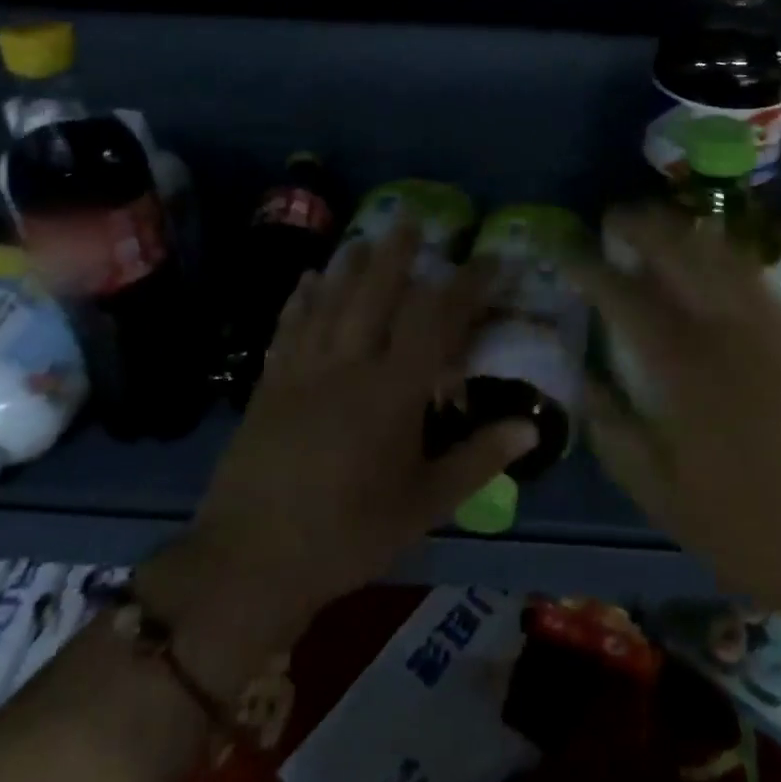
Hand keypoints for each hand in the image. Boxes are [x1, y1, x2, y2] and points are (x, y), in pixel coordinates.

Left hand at [143, 226, 536, 694]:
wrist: (250, 561)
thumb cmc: (349, 535)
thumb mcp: (425, 505)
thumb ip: (478, 459)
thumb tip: (530, 427)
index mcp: (392, 392)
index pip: (437, 320)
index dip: (467, 285)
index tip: (489, 260)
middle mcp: (348, 366)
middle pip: (375, 293)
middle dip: (397, 253)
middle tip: (412, 220)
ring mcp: (302, 371)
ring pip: (329, 301)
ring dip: (349, 265)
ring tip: (364, 236)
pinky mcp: (269, 385)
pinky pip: (288, 328)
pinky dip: (300, 299)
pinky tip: (306, 280)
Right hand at [571, 204, 780, 619]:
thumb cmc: (755, 532)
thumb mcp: (665, 498)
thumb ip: (618, 437)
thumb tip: (589, 388)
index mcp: (687, 370)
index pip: (627, 300)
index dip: (592, 270)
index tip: (569, 251)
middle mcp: (730, 333)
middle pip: (681, 255)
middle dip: (643, 228)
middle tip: (616, 218)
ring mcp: (776, 330)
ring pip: (725, 258)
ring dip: (687, 234)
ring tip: (662, 227)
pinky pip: (758, 281)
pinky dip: (726, 259)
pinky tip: (715, 266)